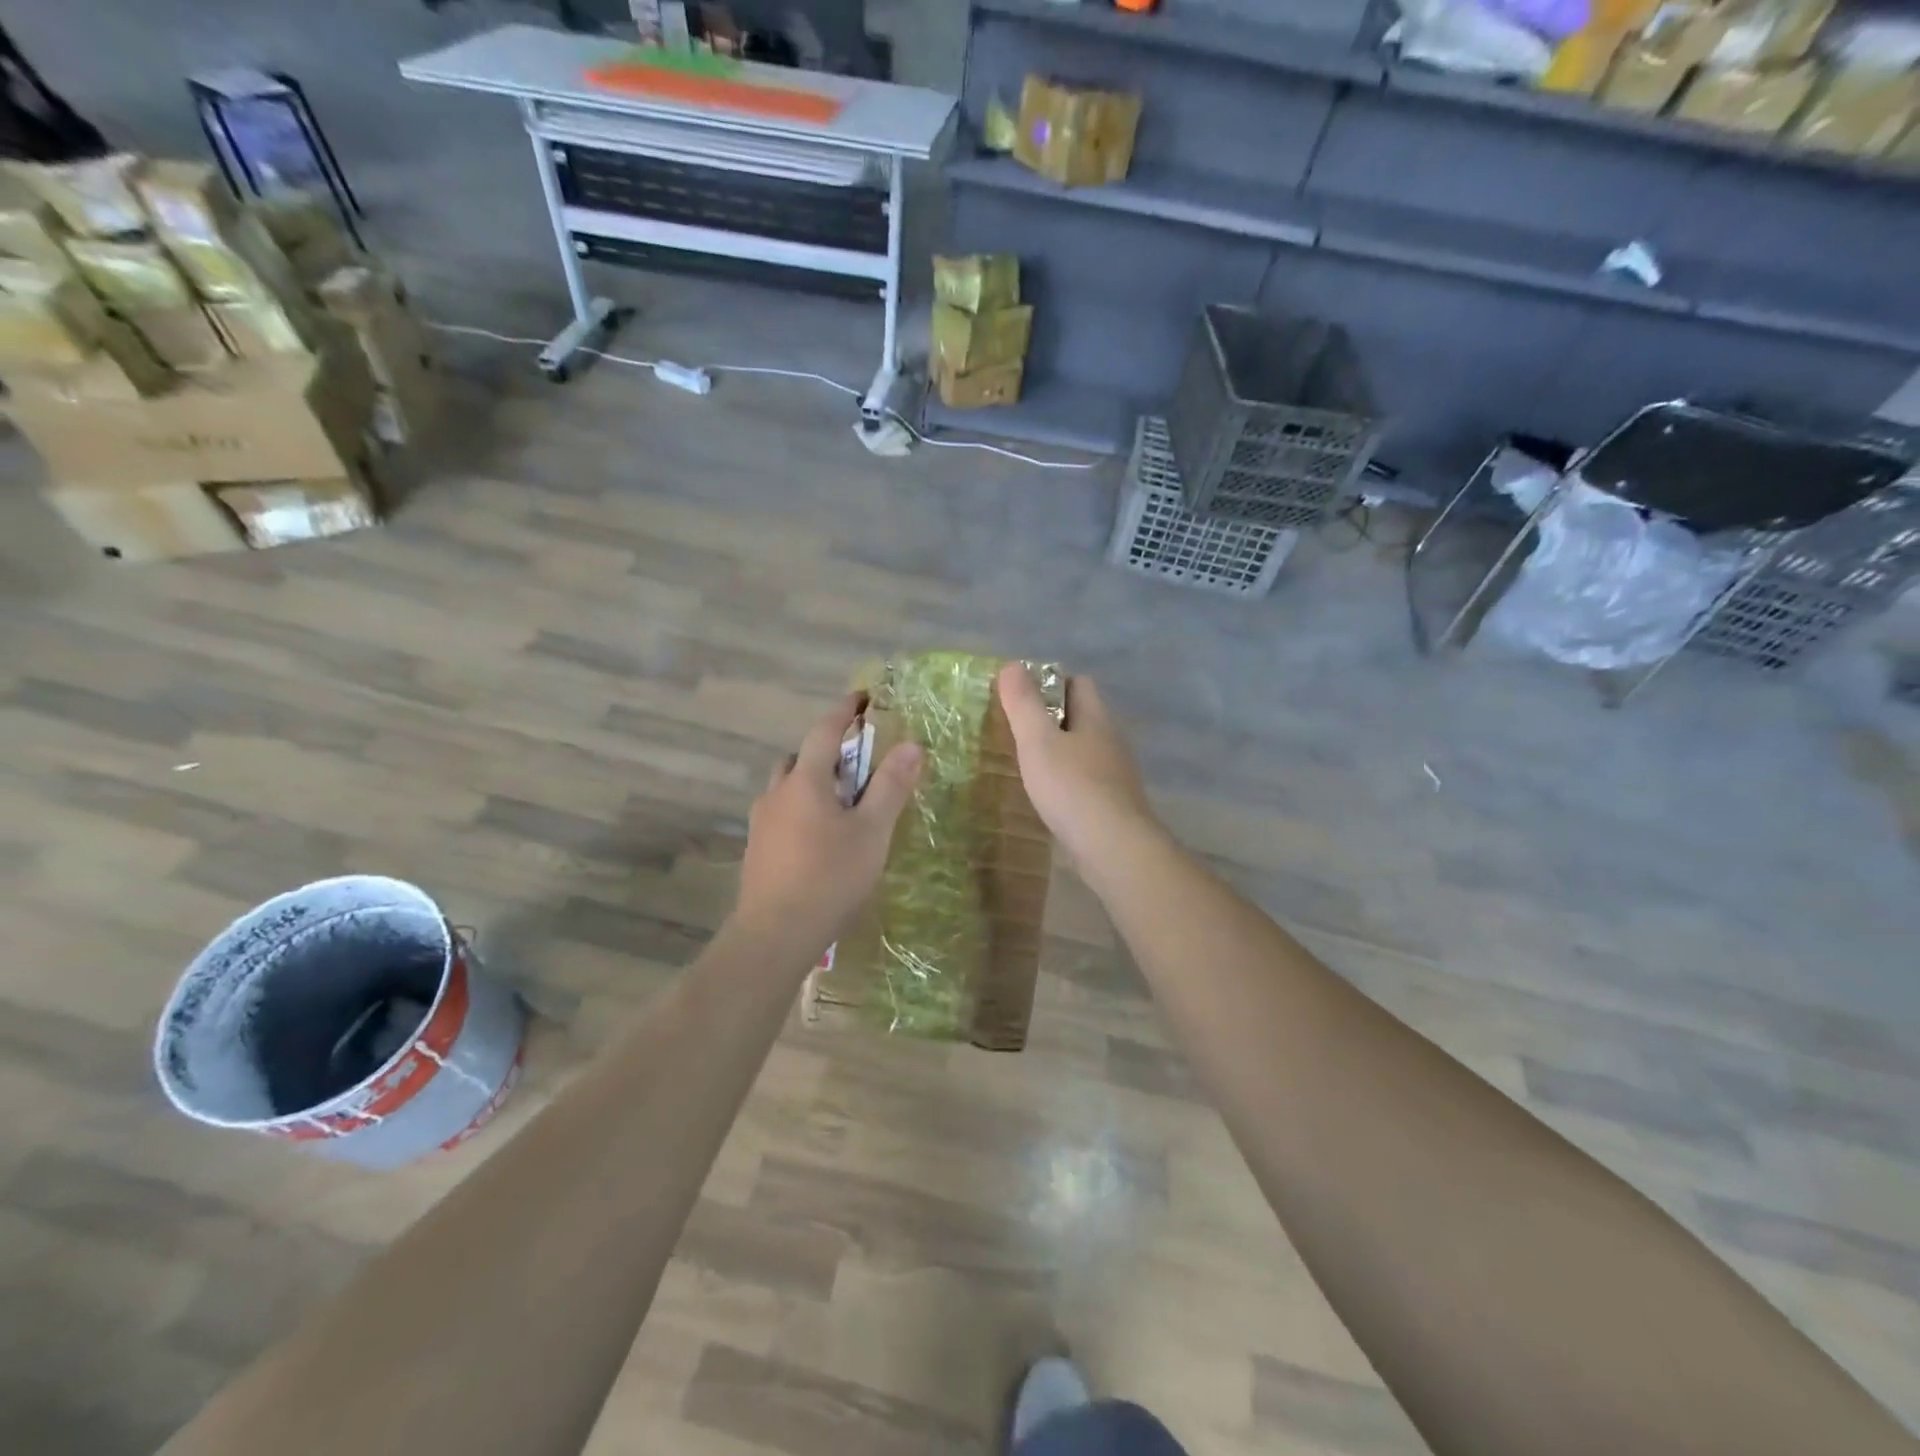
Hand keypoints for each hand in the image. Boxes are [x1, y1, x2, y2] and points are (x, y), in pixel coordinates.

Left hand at [736, 692, 922, 942]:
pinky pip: (782, 813)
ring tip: (842, 803)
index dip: (845, 711)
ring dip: (812, 782)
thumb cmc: (829, 878)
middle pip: (800, 757)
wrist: (774, 935)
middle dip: (827, 751)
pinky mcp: (757, 849)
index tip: (864, 698)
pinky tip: (821, 837)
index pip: (824, 731)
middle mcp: (776, 793)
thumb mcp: (872, 832)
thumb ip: (891, 787)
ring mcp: (762, 822)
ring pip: (787, 786)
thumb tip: (912, 744)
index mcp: (804, 781)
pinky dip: (802, 808)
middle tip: (859, 762)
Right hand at [996, 664, 1160, 876]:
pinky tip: (1047, 795)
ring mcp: (1116, 773)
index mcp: (1096, 717)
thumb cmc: (1072, 787)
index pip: (1078, 683)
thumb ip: (1024, 704)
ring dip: (1058, 751)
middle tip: (1015, 730)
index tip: (1018, 697)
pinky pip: (1086, 779)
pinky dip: (1066, 780)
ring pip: (1084, 749)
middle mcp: (1111, 739)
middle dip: (1050, 718)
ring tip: (1026, 763)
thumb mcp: (1038, 741)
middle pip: (1081, 715)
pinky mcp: (1113, 803)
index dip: (1049, 682)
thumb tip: (1012, 665)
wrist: (1113, 847)